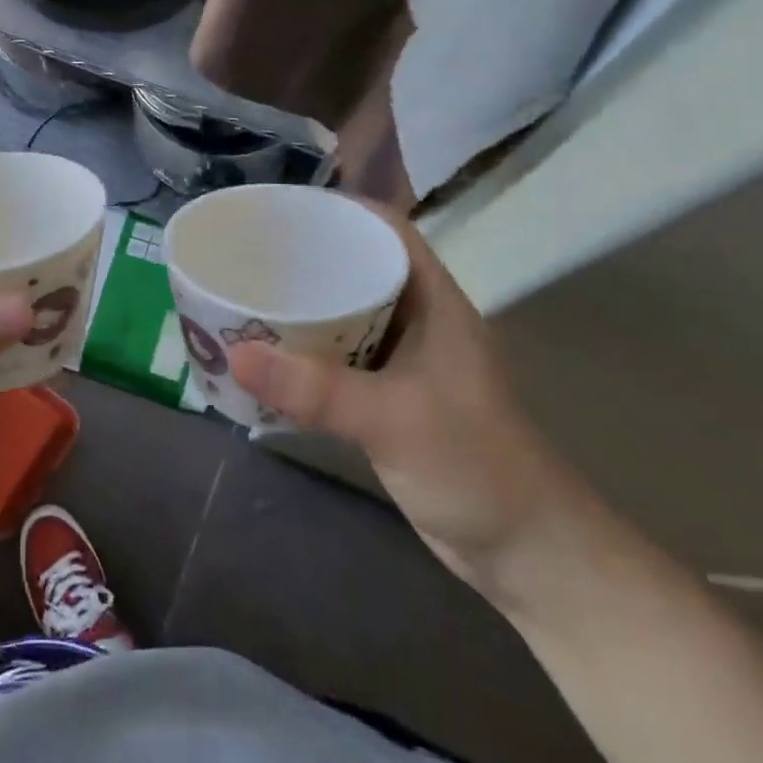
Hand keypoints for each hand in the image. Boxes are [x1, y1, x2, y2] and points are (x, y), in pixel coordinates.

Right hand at [227, 205, 578, 596]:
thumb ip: (317, 389)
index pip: (387, 232)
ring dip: (304, 307)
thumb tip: (236, 354)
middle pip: (359, 268)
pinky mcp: (391, 400)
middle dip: (309, 257)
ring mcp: (407, 363)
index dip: (340, 210)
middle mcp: (420, 322)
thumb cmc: (475, 467)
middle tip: (249, 253)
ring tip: (248, 295)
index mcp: (434, 303)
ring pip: (347, 316)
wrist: (526, 553)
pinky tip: (269, 358)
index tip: (283, 209)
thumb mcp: (394, 419)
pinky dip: (306, 354)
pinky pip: (340, 360)